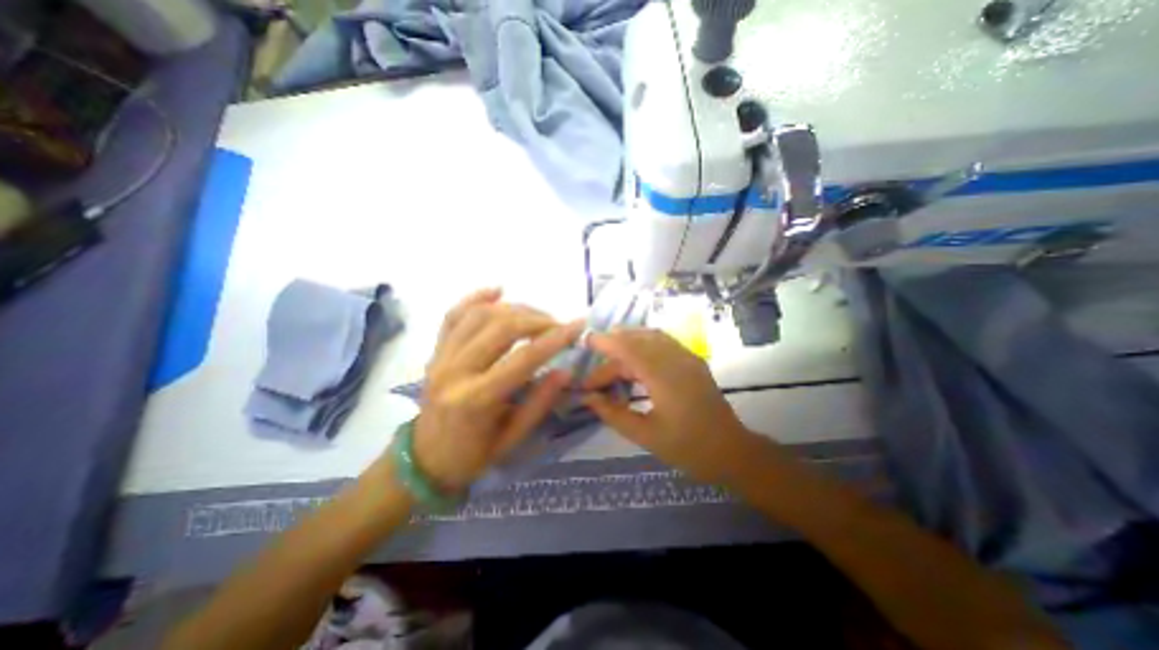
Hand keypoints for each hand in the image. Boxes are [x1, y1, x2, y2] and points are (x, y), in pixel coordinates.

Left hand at [412, 289, 582, 492]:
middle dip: (537, 320)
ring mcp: (441, 357)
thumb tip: (566, 371)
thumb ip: (540, 403)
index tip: (578, 326)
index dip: (555, 339)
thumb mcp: (513, 438)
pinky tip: (498, 290)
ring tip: (537, 316)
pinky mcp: (435, 351)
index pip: (523, 359)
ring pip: (480, 315)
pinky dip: (476, 298)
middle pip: (501, 327)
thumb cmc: (472, 456)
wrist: (425, 461)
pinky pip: (453, 315)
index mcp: (476, 399)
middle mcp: (454, 371)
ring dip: (515, 308)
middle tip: (559, 325)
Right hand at [579, 330, 751, 481]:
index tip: (585, 341)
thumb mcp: (645, 435)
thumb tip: (588, 398)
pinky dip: (644, 344)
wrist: (732, 451)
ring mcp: (688, 358)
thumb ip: (613, 413)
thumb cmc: (688, 448)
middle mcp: (677, 360)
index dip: (606, 342)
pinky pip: (663, 343)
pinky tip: (634, 358)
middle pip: (638, 343)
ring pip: (652, 337)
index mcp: (664, 377)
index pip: (629, 349)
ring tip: (609, 356)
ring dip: (629, 341)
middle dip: (613, 351)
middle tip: (595, 373)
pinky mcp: (693, 361)